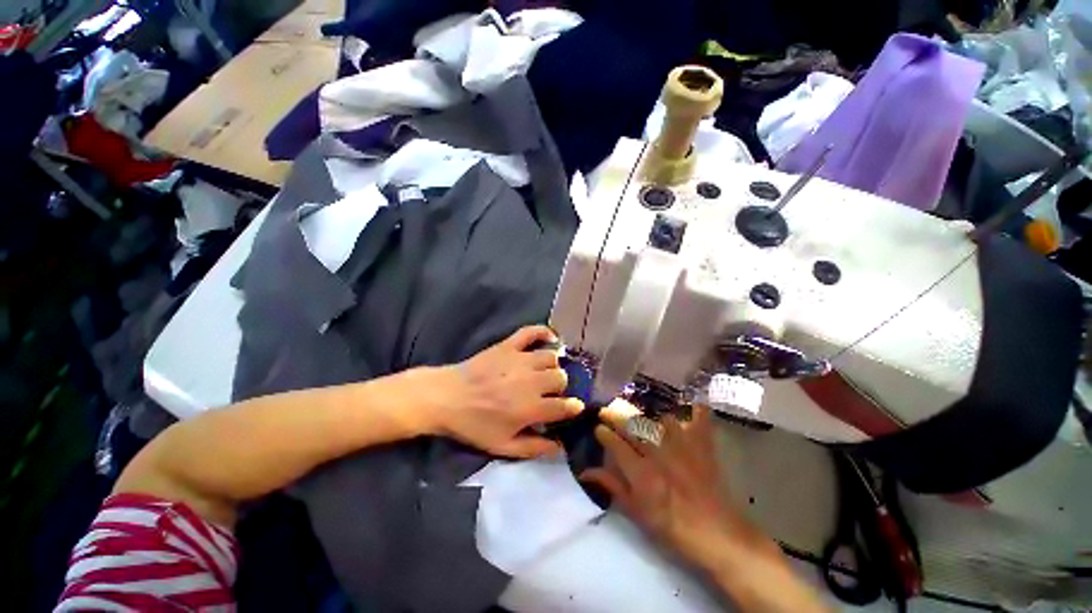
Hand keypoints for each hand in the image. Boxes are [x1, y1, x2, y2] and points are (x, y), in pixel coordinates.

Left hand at [423, 325, 583, 457]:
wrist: (446, 398)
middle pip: (561, 378)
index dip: (574, 407)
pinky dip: (544, 332)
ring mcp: (520, 360)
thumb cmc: (474, 424)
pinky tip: (551, 338)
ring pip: (552, 357)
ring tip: (547, 371)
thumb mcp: (502, 447)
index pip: (565, 406)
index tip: (575, 407)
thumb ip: (534, 448)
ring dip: (554, 365)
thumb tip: (559, 447)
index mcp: (531, 408)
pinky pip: (532, 332)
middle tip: (552, 392)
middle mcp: (531, 381)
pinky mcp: (509, 345)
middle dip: (562, 387)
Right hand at [581, 402, 758, 562]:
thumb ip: (612, 486)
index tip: (598, 428)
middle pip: (633, 425)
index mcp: (642, 473)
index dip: (603, 433)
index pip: (615, 444)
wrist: (716, 535)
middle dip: (616, 416)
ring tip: (644, 420)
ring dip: (650, 418)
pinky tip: (691, 406)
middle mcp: (659, 453)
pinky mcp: (702, 444)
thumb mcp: (636, 512)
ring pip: (660, 418)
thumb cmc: (671, 528)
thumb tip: (584, 472)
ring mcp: (683, 445)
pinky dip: (696, 410)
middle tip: (608, 413)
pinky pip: (700, 418)